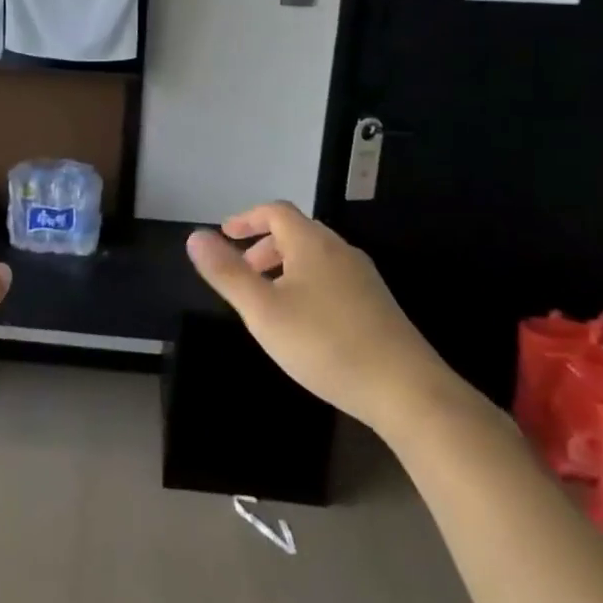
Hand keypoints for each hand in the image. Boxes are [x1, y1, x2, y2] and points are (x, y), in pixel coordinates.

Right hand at [184, 201, 462, 436]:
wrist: (406, 390)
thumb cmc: (325, 344)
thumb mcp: (262, 310)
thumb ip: (227, 273)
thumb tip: (195, 236)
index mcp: (312, 243)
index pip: (275, 212)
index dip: (246, 218)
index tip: (224, 235)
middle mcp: (340, 251)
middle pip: (296, 232)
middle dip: (263, 246)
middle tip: (242, 273)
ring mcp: (364, 278)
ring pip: (315, 257)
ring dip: (284, 267)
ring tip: (267, 300)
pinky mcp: (377, 305)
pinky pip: (331, 278)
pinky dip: (305, 284)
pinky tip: (302, 323)